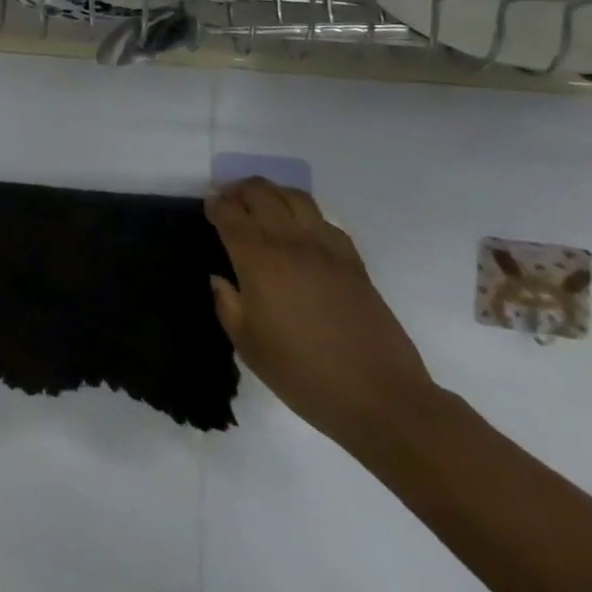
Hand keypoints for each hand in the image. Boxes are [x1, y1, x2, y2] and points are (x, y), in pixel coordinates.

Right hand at [206, 178, 436, 449]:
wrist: (383, 400)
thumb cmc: (306, 376)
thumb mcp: (249, 348)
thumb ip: (227, 306)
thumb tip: (220, 279)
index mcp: (258, 261)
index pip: (229, 213)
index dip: (215, 204)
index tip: (208, 207)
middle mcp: (289, 243)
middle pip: (260, 193)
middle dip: (239, 190)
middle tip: (230, 202)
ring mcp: (325, 249)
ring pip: (294, 197)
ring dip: (272, 193)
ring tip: (264, 207)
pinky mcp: (353, 262)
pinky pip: (325, 220)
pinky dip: (305, 214)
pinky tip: (301, 231)